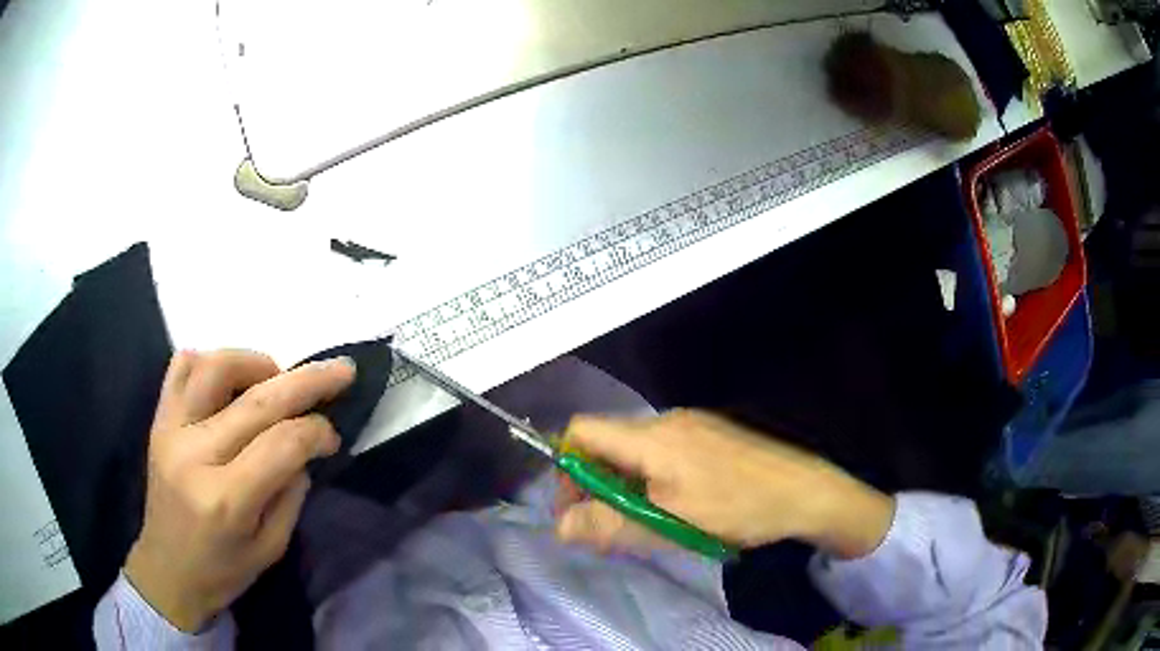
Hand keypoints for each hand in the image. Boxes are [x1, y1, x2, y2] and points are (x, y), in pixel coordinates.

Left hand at [124, 350, 354, 631]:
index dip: (316, 432)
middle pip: (257, 401)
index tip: (333, 436)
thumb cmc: (223, 570)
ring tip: (276, 376)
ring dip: (255, 362)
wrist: (168, 569)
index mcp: (227, 499)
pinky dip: (208, 361)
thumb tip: (303, 447)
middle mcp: (195, 455)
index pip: (282, 444)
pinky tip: (228, 379)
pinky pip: (180, 368)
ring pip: (216, 368)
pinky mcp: (159, 420)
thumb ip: (290, 493)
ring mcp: (171, 431)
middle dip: (307, 381)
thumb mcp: (271, 548)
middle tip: (341, 371)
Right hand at [554, 410, 894, 557]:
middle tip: (610, 527)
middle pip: (607, 443)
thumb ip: (610, 524)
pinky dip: (652, 479)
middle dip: (597, 484)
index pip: (582, 431)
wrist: (806, 491)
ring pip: (636, 452)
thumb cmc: (738, 507)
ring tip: (645, 523)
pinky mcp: (710, 435)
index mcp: (652, 437)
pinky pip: (663, 453)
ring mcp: (692, 425)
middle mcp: (667, 421)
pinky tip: (675, 507)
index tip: (576, 508)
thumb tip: (559, 527)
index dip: (566, 467)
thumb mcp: (669, 524)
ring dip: (625, 485)